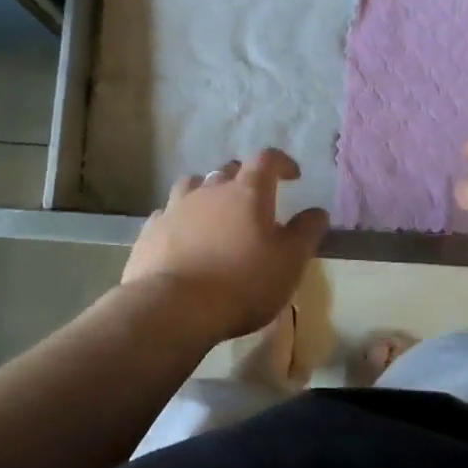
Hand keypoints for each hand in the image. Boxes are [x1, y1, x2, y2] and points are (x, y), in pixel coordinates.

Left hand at [121, 149, 327, 343]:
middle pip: (228, 170)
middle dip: (244, 178)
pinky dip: (179, 219)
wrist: (174, 307)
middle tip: (254, 200)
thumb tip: (317, 211)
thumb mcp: (289, 262)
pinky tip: (182, 236)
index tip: (292, 176)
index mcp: (246, 192)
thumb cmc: (242, 283)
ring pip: (192, 185)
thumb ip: (305, 233)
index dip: (281, 163)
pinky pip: (167, 213)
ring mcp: (175, 208)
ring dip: (207, 193)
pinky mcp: (150, 230)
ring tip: (214, 212)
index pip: (266, 159)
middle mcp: (209, 190)